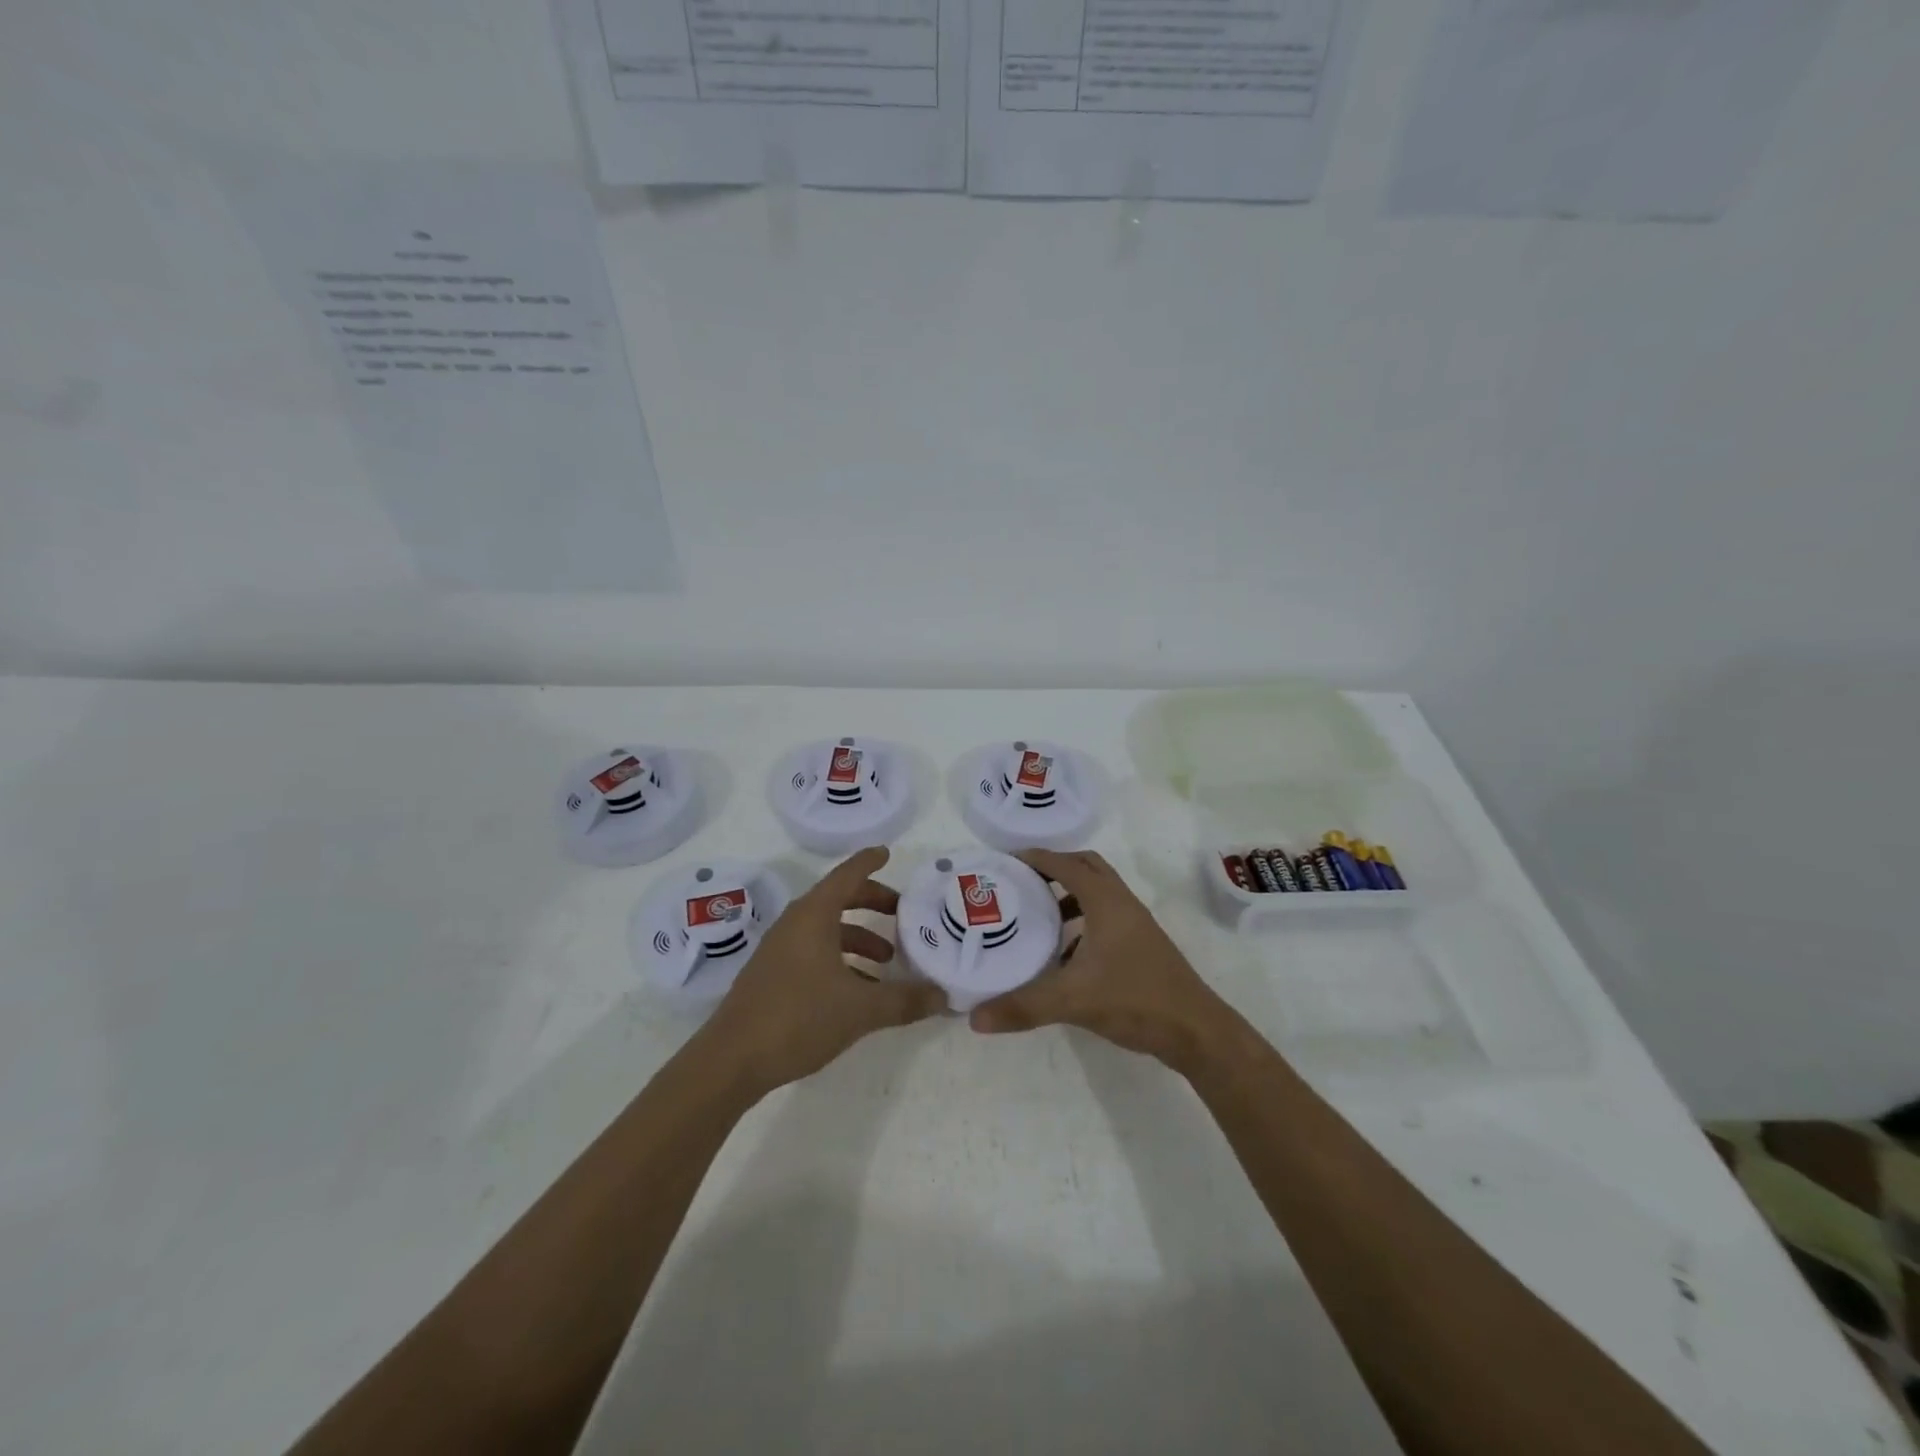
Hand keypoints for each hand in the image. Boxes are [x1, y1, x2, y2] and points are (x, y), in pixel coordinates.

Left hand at [702, 846, 944, 1093]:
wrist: (731, 1061)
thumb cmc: (798, 1018)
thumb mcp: (860, 1009)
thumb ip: (904, 1000)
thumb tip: (942, 996)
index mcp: (814, 916)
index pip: (846, 875)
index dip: (868, 862)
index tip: (886, 853)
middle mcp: (795, 924)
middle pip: (837, 899)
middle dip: (871, 902)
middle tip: (901, 912)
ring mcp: (779, 950)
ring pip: (826, 929)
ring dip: (857, 936)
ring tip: (887, 961)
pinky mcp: (772, 975)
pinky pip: (813, 951)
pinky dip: (840, 958)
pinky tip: (858, 990)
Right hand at [968, 849, 1230, 1072]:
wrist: (1195, 1030)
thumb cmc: (1135, 1000)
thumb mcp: (1073, 1001)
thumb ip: (1023, 1006)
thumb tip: (974, 1017)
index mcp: (1106, 901)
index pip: (1066, 865)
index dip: (1037, 859)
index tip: (1006, 861)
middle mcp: (1122, 904)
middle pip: (1087, 868)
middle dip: (1055, 868)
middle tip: (1022, 881)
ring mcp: (1136, 924)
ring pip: (1099, 893)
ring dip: (1069, 896)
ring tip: (1037, 915)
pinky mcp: (1141, 945)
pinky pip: (1106, 917)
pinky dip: (1083, 922)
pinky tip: (1064, 955)